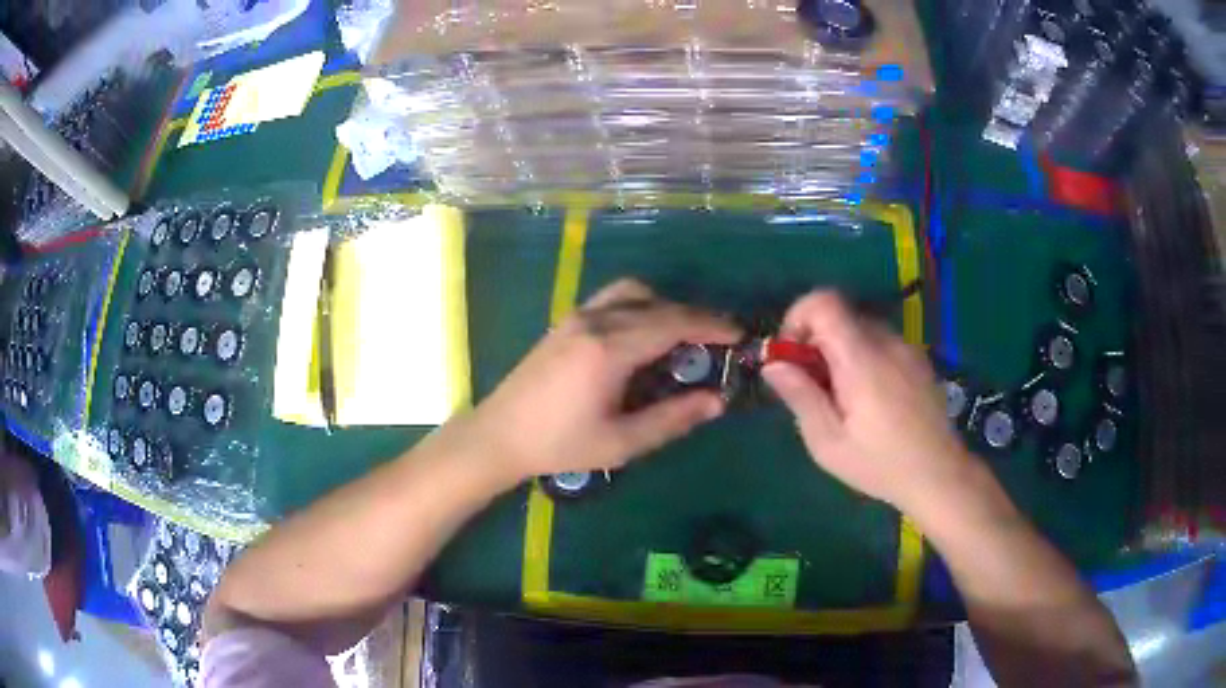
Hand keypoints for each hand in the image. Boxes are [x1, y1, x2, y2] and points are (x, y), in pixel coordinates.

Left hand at [463, 279, 741, 482]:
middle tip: (717, 341)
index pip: (673, 323)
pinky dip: (640, 307)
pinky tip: (644, 337)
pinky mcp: (566, 321)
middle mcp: (595, 320)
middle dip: (694, 317)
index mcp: (610, 348)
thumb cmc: (559, 444)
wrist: (499, 434)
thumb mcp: (620, 442)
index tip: (739, 335)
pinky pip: (613, 300)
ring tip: (681, 338)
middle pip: (657, 303)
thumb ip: (672, 419)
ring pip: (633, 293)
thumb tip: (716, 401)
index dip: (711, 326)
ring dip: (664, 306)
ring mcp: (577, 316)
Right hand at [762, 290, 976, 512]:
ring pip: (860, 330)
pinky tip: (870, 401)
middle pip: (840, 316)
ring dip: (840, 352)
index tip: (791, 357)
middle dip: (816, 342)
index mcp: (861, 359)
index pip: (824, 302)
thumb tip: (773, 363)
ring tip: (843, 399)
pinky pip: (881, 343)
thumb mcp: (828, 442)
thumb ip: (801, 397)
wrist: (940, 474)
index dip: (798, 317)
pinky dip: (864, 358)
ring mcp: (907, 348)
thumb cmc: (880, 464)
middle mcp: (886, 342)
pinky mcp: (918, 360)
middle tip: (813, 388)